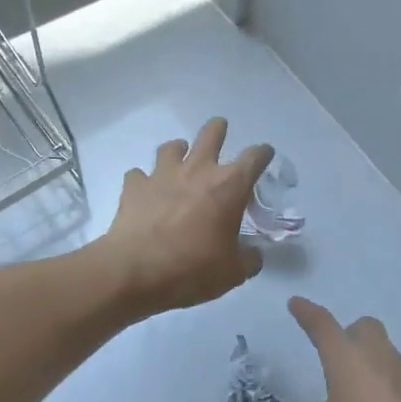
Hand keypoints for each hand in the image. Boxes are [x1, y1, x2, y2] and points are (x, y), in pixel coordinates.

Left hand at [98, 119, 273, 315]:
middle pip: (211, 134)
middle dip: (218, 129)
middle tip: (220, 130)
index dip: (263, 153)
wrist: (136, 271)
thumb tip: (254, 255)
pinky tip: (145, 191)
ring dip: (179, 150)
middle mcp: (198, 170)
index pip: (255, 157)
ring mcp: (162, 174)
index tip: (265, 154)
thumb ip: (248, 259)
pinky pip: (139, 175)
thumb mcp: (232, 273)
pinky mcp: (135, 186)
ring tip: (180, 159)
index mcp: (229, 186)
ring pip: (172, 147)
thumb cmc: (193, 269)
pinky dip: (144, 180)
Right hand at [278, 297, 400, 401]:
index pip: (322, 325)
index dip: (307, 313)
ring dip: (374, 366)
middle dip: (350, 335)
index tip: (296, 303)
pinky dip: (397, 390)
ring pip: (388, 354)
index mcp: (347, 358)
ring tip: (365, 401)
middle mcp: (379, 355)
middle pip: (364, 327)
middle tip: (340, 360)